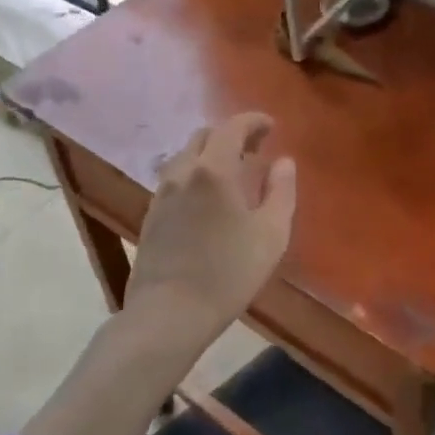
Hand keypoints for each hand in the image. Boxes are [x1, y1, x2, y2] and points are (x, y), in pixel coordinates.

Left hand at [125, 112, 297, 354]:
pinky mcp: (150, 215)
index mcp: (213, 169)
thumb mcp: (271, 234)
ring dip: (210, 153)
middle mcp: (182, 172)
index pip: (232, 127)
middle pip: (204, 136)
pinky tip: (207, 198)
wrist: (168, 313)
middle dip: (231, 134)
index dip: (253, 121)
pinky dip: (194, 173)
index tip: (271, 126)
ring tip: (232, 173)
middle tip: (255, 149)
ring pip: (185, 156)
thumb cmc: (228, 273)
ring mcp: (161, 193)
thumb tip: (283, 162)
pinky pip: (175, 178)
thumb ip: (281, 191)